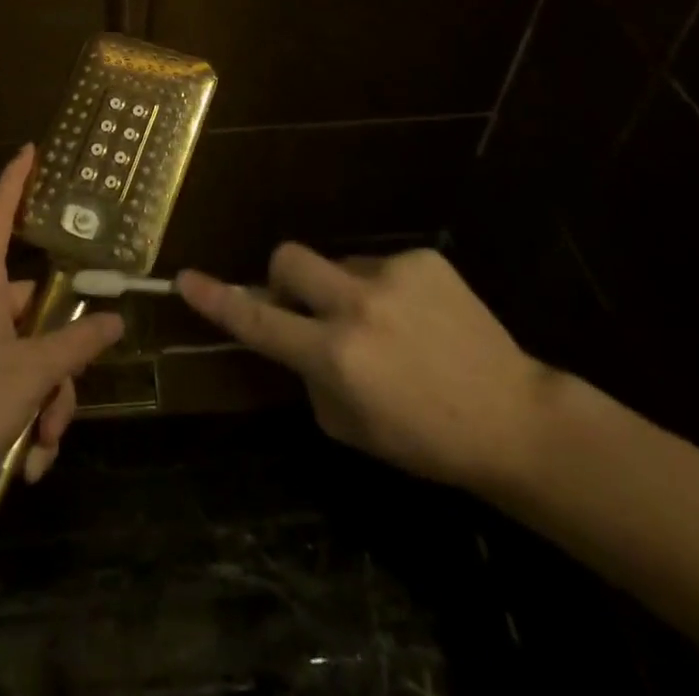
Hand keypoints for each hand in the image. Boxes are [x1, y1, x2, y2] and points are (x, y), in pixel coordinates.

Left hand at [0, 146, 123, 522]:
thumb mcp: (29, 375)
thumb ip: (76, 344)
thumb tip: (114, 318)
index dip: (14, 183)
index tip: (30, 151)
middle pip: (40, 312)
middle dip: (62, 364)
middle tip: (62, 404)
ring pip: (36, 361)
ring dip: (48, 406)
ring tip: (40, 446)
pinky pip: (19, 394)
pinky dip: (29, 427)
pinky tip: (27, 465)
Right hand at [177, 244, 552, 493]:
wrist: (512, 417)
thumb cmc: (425, 440)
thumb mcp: (351, 427)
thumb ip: (311, 376)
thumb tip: (296, 337)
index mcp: (335, 356)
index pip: (259, 320)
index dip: (217, 300)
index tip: (186, 279)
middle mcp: (355, 306)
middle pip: (288, 257)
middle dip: (283, 276)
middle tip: (304, 304)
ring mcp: (391, 276)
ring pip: (339, 265)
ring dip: (346, 291)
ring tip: (391, 328)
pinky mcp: (422, 259)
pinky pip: (382, 265)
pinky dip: (387, 289)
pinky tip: (422, 320)